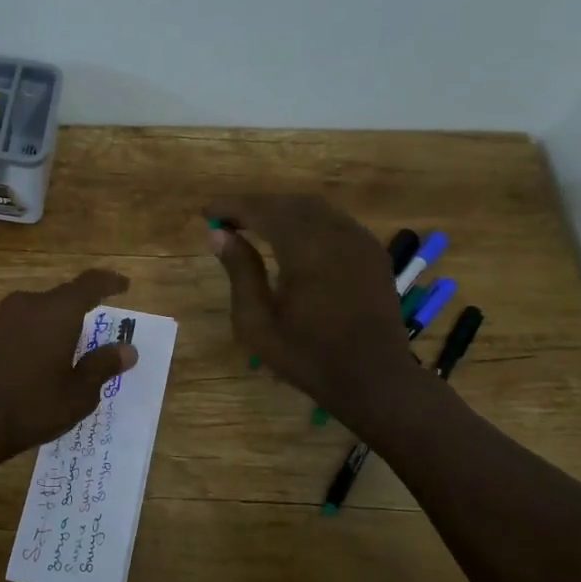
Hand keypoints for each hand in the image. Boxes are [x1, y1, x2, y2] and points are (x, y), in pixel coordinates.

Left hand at [0, 269, 137, 471]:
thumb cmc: (33, 406)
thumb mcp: (79, 393)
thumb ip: (103, 365)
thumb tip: (127, 349)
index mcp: (58, 311)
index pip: (90, 284)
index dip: (110, 283)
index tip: (124, 286)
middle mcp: (29, 304)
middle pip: (63, 297)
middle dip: (83, 310)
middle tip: (98, 330)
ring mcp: (3, 317)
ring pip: (40, 311)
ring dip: (58, 323)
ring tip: (70, 348)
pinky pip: (22, 325)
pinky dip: (37, 334)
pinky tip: (40, 360)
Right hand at [203, 195, 420, 428]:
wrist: (374, 379)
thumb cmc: (308, 356)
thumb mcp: (258, 323)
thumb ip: (239, 272)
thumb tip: (218, 234)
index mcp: (306, 249)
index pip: (262, 210)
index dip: (231, 206)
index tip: (206, 211)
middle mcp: (336, 234)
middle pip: (289, 202)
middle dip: (255, 205)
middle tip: (225, 219)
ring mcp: (360, 240)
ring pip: (315, 208)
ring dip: (281, 210)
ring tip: (253, 225)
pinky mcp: (372, 252)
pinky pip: (335, 221)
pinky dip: (307, 220)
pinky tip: (292, 238)